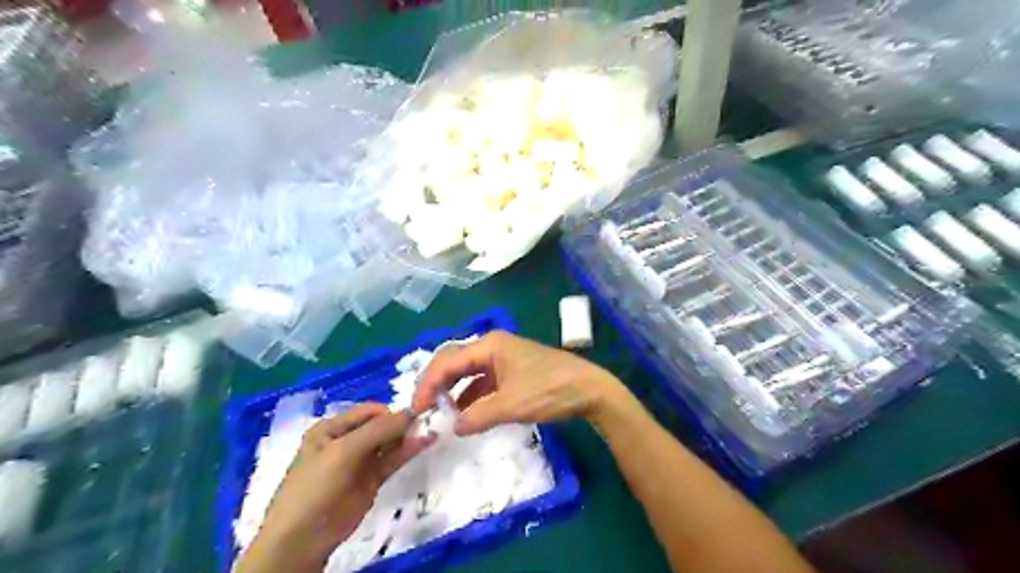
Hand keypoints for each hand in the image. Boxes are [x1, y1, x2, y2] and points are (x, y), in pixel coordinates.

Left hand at [237, 403, 432, 572]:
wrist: (302, 538)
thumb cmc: (316, 485)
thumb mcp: (344, 451)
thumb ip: (378, 430)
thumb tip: (411, 412)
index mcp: (332, 428)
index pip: (369, 411)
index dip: (391, 411)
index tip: (415, 413)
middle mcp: (347, 440)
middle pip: (381, 425)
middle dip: (402, 423)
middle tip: (427, 421)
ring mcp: (360, 461)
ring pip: (389, 442)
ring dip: (408, 436)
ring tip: (430, 429)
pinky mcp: (372, 480)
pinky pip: (392, 460)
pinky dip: (408, 451)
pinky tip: (425, 443)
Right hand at [409, 332, 626, 434]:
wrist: (589, 389)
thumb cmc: (549, 390)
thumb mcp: (511, 405)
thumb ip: (478, 416)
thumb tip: (454, 427)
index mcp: (489, 345)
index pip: (447, 361)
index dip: (428, 384)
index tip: (416, 409)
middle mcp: (493, 346)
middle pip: (455, 362)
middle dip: (437, 384)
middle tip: (423, 409)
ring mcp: (504, 358)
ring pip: (468, 372)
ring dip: (453, 391)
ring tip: (440, 413)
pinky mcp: (513, 371)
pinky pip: (483, 381)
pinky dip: (471, 396)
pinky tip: (466, 413)